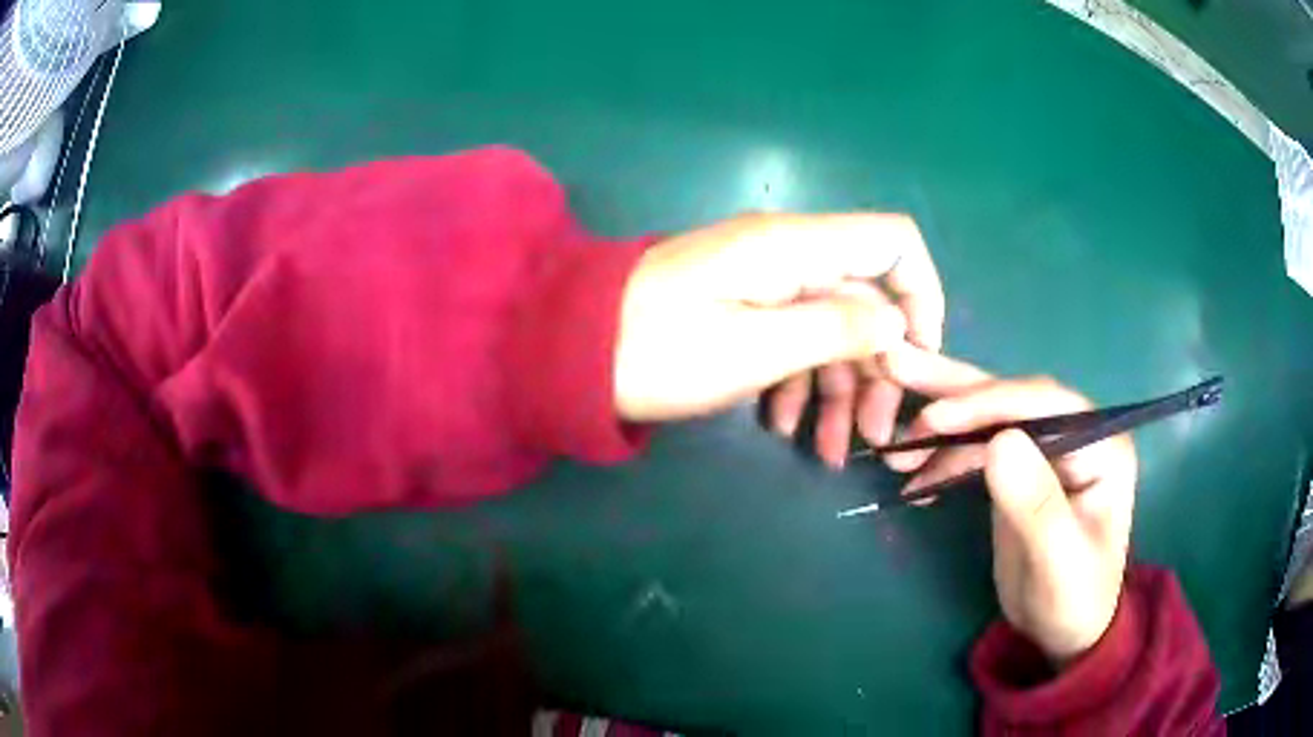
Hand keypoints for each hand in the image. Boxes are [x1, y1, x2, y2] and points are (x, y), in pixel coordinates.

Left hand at [614, 212, 943, 467]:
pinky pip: (791, 338)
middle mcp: (787, 254)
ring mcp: (762, 281)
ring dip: (838, 389)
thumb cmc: (656, 350)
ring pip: (830, 327)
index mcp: (795, 248)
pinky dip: (797, 382)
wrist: (567, 351)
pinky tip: (783, 427)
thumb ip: (835, 329)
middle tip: (873, 436)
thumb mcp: (754, 349)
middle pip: (866, 299)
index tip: (919, 361)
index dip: (922, 294)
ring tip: (828, 453)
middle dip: (878, 368)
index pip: (894, 243)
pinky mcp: (740, 306)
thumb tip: (899, 323)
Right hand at [882, 347, 1137, 663]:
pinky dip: (943, 458)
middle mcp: (1074, 433)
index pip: (1043, 403)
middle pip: (1011, 398)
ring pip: (988, 419)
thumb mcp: (1058, 561)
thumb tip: (999, 441)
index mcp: (1099, 443)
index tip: (933, 417)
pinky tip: (913, 477)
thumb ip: (1036, 504)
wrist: (1064, 631)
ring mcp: (1045, 450)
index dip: (987, 403)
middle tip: (894, 368)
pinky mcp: (1020, 469)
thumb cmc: (1072, 599)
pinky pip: (977, 449)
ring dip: (940, 427)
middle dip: (954, 390)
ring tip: (891, 442)